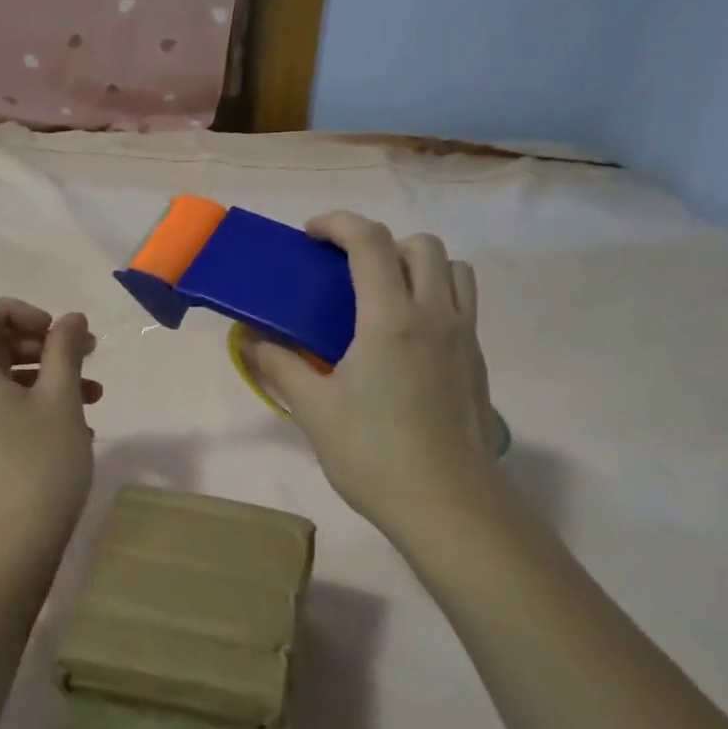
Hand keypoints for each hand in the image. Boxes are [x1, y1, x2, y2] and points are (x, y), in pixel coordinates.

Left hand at [0, 298, 101, 554]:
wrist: (14, 544)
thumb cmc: (40, 462)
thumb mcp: (61, 399)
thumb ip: (65, 349)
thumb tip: (71, 318)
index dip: (15, 309)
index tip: (53, 332)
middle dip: (40, 342)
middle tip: (85, 353)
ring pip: (0, 377)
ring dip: (46, 373)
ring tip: (94, 392)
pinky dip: (34, 401)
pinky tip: (77, 423)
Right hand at [245, 213, 499, 545]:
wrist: (447, 504)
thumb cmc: (373, 455)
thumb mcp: (315, 410)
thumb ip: (280, 366)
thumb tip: (250, 339)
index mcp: (390, 319)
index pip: (370, 242)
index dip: (338, 224)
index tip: (311, 235)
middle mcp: (434, 315)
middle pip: (421, 245)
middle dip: (381, 243)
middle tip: (348, 272)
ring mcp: (464, 338)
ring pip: (453, 270)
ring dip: (418, 266)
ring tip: (384, 298)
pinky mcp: (477, 362)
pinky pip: (461, 306)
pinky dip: (435, 298)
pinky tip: (406, 342)